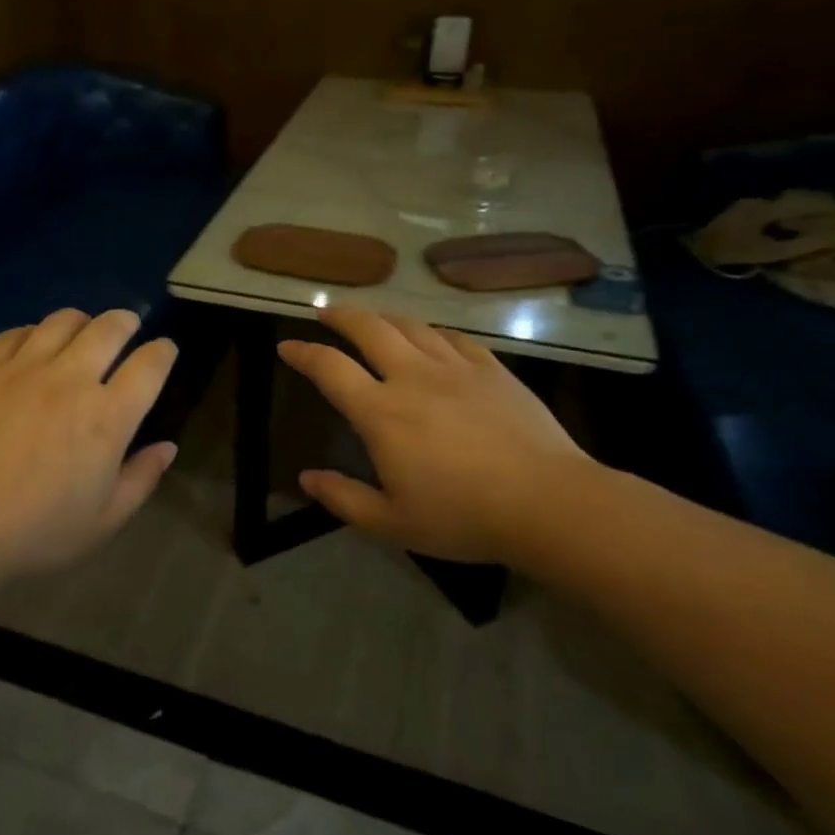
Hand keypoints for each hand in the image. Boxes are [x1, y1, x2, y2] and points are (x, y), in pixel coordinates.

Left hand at [0, 309, 179, 585]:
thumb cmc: (32, 533)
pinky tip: (32, 346)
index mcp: (107, 417)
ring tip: (82, 331)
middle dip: (126, 322)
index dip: (163, 352)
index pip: (149, 366)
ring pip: (63, 321)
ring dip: (82, 321)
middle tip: (128, 326)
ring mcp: (23, 368)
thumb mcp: (101, 522)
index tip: (164, 350)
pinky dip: (35, 333)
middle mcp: (70, 379)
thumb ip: (141, 479)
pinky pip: (17, 332)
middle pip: (109, 328)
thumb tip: (167, 447)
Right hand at [277, 310, 600, 563]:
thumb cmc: (463, 517)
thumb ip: (344, 498)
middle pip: (368, 328)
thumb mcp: (393, 522)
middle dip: (340, 316)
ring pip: (410, 326)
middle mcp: (412, 377)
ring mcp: (455, 368)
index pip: (329, 368)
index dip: (303, 353)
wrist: (548, 503)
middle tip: (324, 311)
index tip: (286, 346)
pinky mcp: (491, 369)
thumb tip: (307, 478)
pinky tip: (430, 338)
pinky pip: (453, 338)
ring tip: (372, 320)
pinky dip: (431, 333)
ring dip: (383, 318)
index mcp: (381, 412)